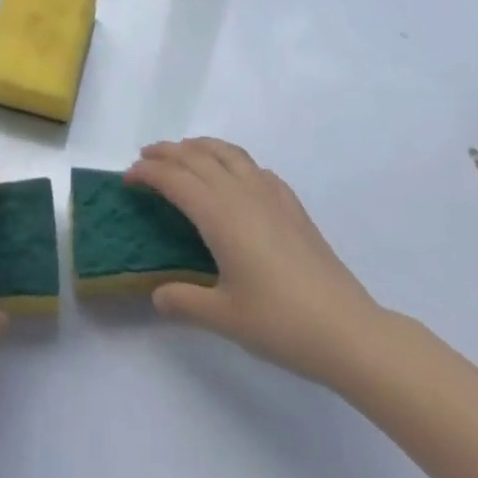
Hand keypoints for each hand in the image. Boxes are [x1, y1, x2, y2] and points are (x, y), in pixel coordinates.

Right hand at [125, 138, 386, 385]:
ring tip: (183, 152)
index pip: (174, 179)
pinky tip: (234, 177)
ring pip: (228, 153)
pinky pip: (255, 168)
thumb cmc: (281, 324)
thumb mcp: (224, 318)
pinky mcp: (292, 206)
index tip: (128, 178)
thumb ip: (185, 301)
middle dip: (166, 153)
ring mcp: (271, 196)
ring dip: (199, 147)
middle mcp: (241, 194)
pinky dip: (233, 161)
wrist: (349, 331)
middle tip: (144, 158)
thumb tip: (157, 295)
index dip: (147, 173)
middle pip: (196, 157)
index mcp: (219, 215)